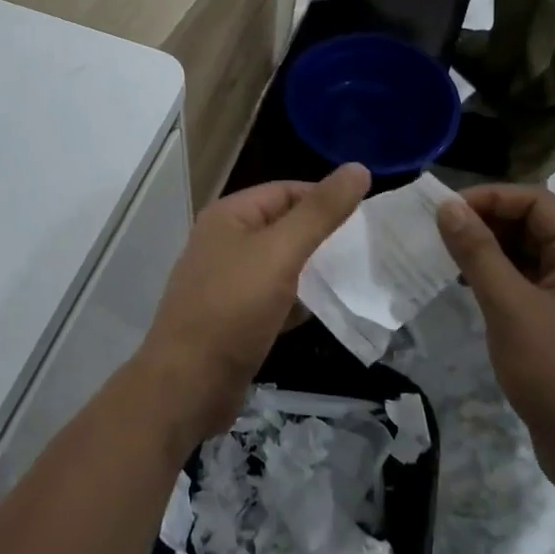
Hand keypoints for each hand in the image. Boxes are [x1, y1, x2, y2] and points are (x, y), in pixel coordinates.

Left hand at [138, 165, 369, 440]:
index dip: (325, 197)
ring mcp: (227, 281)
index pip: (286, 190)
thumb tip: (359, 168)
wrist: (188, 385)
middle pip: (283, 225)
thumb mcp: (281, 253)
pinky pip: (274, 297)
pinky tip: (326, 310)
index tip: (366, 216)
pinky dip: (299, 300)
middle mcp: (224, 241)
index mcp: (229, 215)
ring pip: (281, 264)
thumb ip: (321, 212)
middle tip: (366, 247)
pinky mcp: (234, 317)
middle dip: (322, 235)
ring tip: (356, 276)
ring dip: (314, 269)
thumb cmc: (233, 309)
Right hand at [437, 185, 554, 502]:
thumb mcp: (511, 307)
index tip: (444, 212)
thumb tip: (448, 207)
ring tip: (444, 258)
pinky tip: (466, 288)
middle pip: (531, 224)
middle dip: (485, 223)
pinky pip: (527, 284)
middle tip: (437, 234)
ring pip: (527, 255)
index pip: (535, 201)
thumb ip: (478, 252)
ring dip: (487, 251)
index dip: (488, 198)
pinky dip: (497, 278)